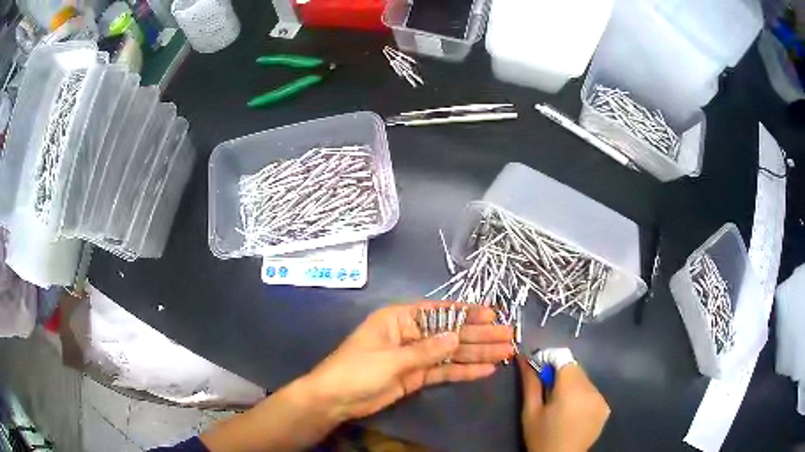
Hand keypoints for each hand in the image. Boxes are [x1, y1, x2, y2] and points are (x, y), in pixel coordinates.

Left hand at [304, 302, 513, 420]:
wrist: (335, 399)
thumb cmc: (357, 370)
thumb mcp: (391, 359)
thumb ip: (426, 350)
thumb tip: (456, 336)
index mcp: (400, 319)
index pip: (439, 312)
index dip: (467, 313)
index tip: (492, 314)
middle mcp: (411, 334)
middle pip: (451, 333)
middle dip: (479, 335)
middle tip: (508, 336)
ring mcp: (415, 356)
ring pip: (451, 353)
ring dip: (477, 353)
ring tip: (505, 352)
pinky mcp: (416, 376)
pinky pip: (443, 371)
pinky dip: (463, 371)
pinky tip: (485, 370)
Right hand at [517, 356, 609, 451]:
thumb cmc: (541, 437)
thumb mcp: (530, 411)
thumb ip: (530, 382)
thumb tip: (523, 358)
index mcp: (571, 389)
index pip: (564, 358)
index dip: (549, 360)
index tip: (538, 372)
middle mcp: (591, 389)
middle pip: (575, 369)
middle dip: (560, 374)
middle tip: (547, 391)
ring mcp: (601, 399)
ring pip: (584, 380)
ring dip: (571, 385)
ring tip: (560, 404)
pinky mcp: (605, 408)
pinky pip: (592, 392)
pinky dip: (582, 396)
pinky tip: (573, 412)